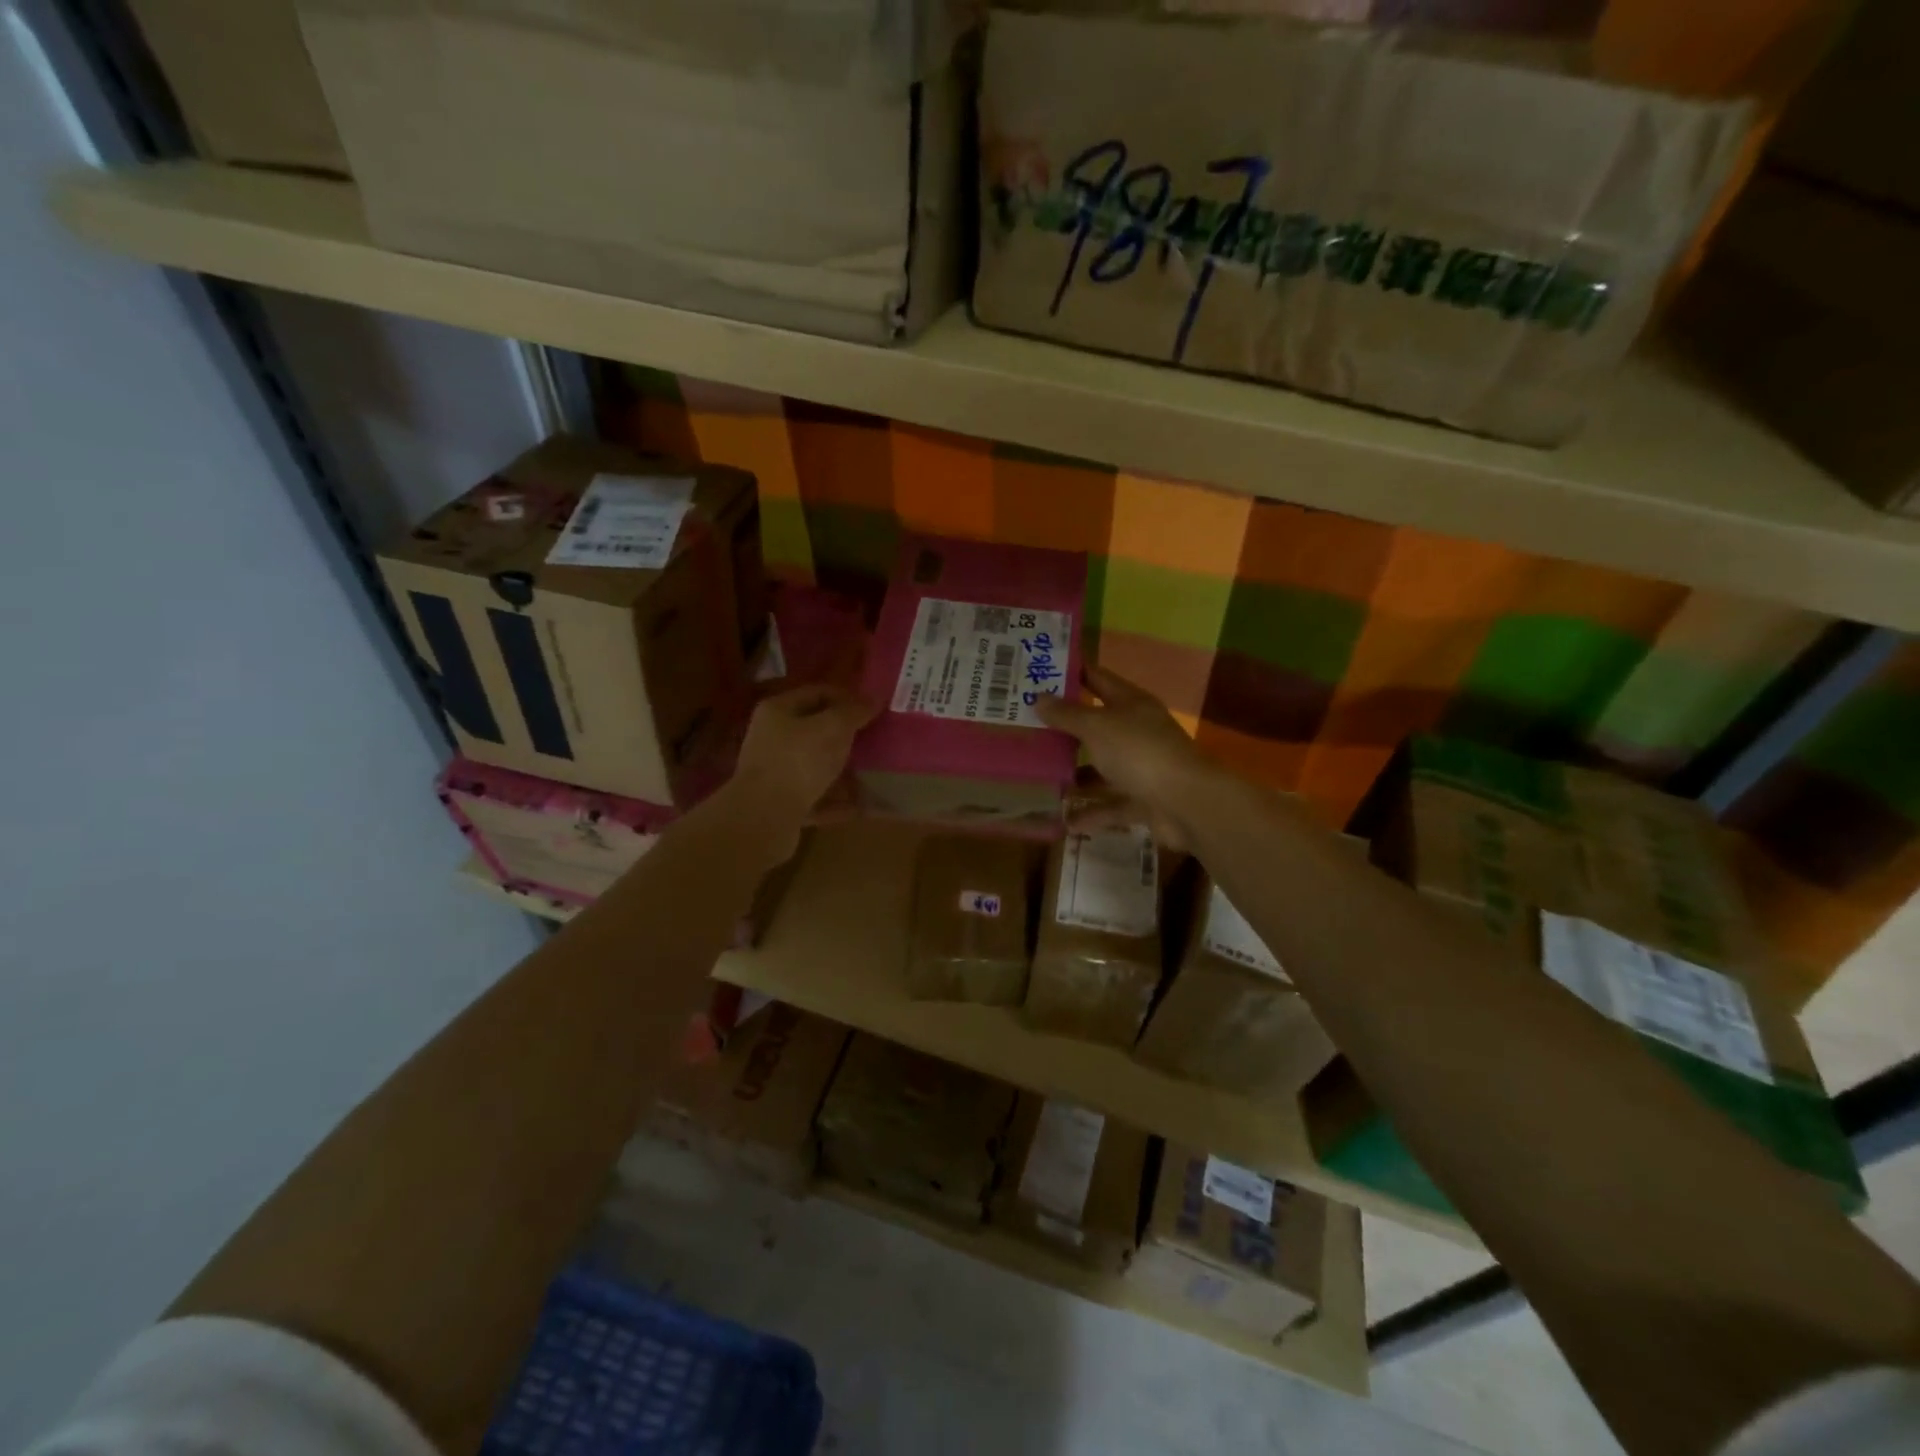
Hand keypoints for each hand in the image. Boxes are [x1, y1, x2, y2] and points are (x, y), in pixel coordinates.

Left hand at [732, 684, 876, 830]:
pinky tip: (859, 805)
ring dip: (842, 768)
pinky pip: (815, 796)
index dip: (847, 696)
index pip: (817, 692)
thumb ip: (853, 712)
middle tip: (874, 739)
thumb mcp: (832, 728)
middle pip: (814, 729)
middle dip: (845, 735)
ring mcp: (775, 773)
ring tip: (871, 772)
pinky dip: (836, 800)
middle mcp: (772, 738)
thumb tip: (872, 700)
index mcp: (778, 711)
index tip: (873, 708)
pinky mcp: (781, 804)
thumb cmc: (798, 760)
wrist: (764, 817)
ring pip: (814, 764)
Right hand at [1035, 666, 1215, 849]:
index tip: (1039, 672)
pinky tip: (1066, 821)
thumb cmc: (1139, 752)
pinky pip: (1112, 805)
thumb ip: (1067, 715)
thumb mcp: (1097, 727)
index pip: (1098, 679)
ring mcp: (1142, 767)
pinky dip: (1092, 813)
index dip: (1072, 673)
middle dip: (1065, 728)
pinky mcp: (1144, 800)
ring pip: (1102, 768)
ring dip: (1076, 774)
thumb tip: (1038, 698)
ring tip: (1040, 777)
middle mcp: (1136, 732)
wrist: (1187, 803)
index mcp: (1130, 704)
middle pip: (1097, 725)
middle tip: (1026, 727)